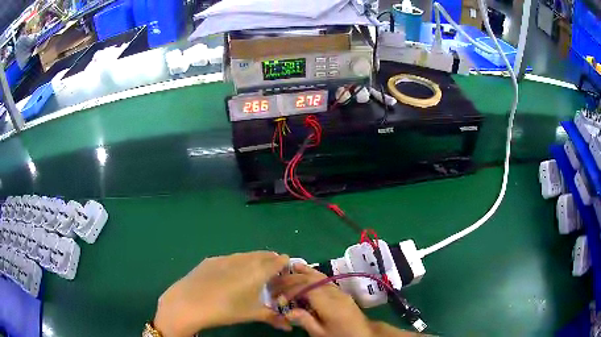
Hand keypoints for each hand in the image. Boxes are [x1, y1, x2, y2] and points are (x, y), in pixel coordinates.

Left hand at [154, 251, 291, 336]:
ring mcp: (225, 258)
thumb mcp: (252, 315)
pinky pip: (230, 258)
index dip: (284, 262)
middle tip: (274, 266)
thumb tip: (289, 327)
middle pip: (262, 255)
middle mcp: (243, 260)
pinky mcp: (211, 260)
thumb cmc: (226, 310)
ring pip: (246, 255)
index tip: (287, 265)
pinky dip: (237, 261)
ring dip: (254, 259)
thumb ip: (273, 318)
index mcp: (257, 272)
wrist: (189, 303)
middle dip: (270, 259)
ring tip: (255, 268)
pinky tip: (232, 272)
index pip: (277, 261)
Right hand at [271, 264, 373, 336]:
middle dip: (294, 279)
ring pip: (320, 277)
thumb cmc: (339, 336)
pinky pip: (325, 280)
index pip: (308, 289)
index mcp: (329, 304)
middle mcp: (335, 294)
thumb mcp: (321, 333)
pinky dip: (314, 274)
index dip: (291, 290)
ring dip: (304, 272)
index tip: (279, 298)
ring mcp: (339, 291)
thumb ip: (305, 320)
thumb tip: (288, 311)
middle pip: (313, 281)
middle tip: (278, 283)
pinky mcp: (341, 292)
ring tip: (290, 267)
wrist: (362, 334)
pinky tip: (307, 271)